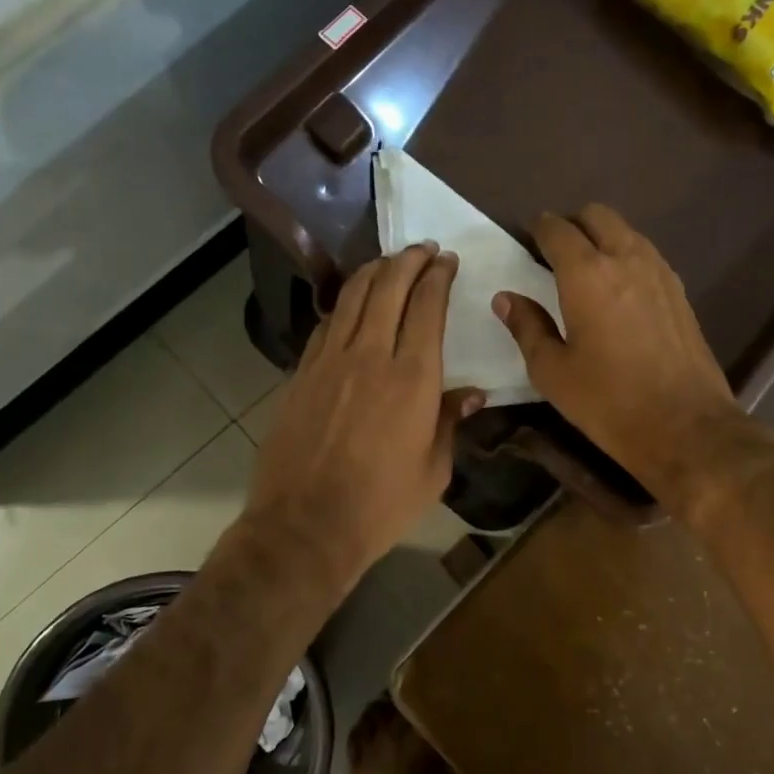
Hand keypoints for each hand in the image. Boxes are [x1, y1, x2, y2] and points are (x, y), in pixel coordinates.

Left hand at [244, 243, 481, 602]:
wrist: (306, 525)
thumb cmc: (381, 504)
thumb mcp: (434, 470)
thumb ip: (450, 422)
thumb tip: (472, 394)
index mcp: (413, 378)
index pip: (427, 307)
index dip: (438, 276)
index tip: (447, 260)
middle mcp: (371, 356)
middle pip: (388, 287)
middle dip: (408, 260)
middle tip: (422, 249)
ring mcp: (329, 361)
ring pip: (352, 297)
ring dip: (374, 271)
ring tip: (389, 262)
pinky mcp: (302, 374)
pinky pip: (326, 325)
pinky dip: (344, 305)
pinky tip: (352, 305)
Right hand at [493, 205, 740, 505]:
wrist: (686, 426)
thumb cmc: (609, 402)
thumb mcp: (553, 372)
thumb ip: (527, 327)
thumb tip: (506, 299)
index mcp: (587, 274)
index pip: (557, 229)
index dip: (538, 229)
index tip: (526, 240)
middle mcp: (626, 259)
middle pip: (596, 216)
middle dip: (572, 225)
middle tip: (553, 254)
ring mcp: (660, 272)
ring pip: (626, 232)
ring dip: (601, 238)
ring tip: (584, 271)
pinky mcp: (680, 292)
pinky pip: (646, 255)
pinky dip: (626, 257)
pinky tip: (617, 292)